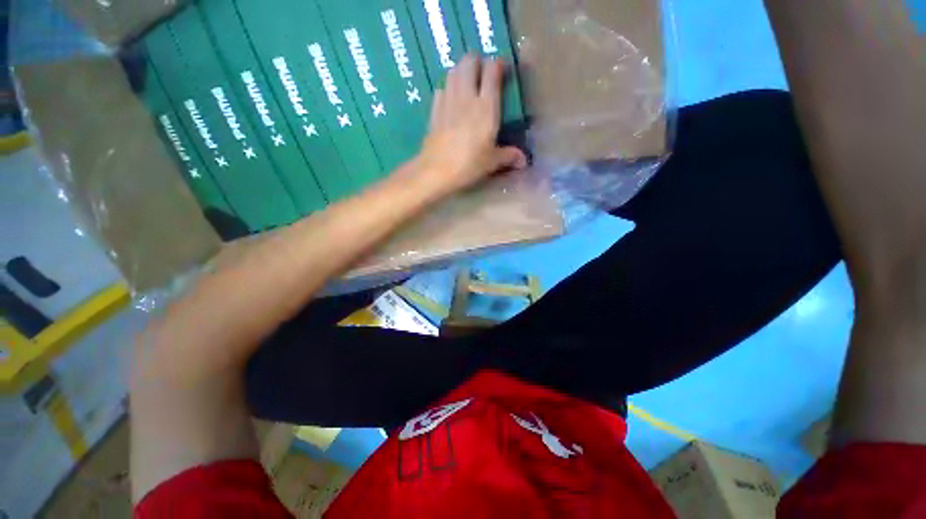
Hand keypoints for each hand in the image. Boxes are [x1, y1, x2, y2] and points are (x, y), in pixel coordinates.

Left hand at [413, 55, 527, 196]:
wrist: (435, 170)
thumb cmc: (469, 163)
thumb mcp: (493, 161)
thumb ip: (509, 155)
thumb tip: (523, 160)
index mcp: (486, 107)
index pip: (492, 74)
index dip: (497, 64)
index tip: (502, 64)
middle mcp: (467, 97)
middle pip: (468, 64)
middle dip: (476, 60)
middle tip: (483, 65)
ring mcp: (448, 101)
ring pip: (453, 72)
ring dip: (461, 68)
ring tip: (468, 73)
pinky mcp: (434, 108)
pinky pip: (442, 88)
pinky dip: (448, 85)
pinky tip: (452, 92)